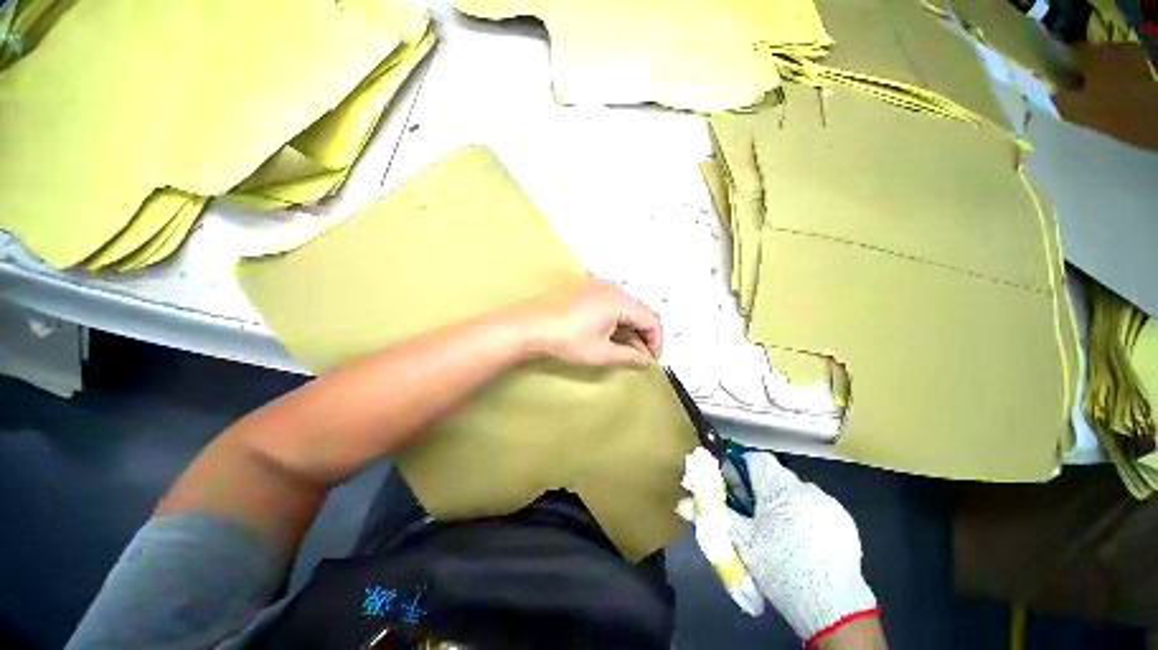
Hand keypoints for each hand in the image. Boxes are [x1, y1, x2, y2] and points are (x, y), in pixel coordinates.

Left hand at [523, 277, 662, 367]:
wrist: (530, 328)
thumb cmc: (565, 339)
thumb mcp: (602, 353)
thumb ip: (629, 357)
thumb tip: (644, 360)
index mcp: (619, 300)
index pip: (651, 319)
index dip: (656, 341)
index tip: (651, 358)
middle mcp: (610, 287)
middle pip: (638, 311)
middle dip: (642, 334)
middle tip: (637, 355)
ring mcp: (595, 286)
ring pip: (624, 307)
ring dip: (628, 327)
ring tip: (620, 347)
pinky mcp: (584, 289)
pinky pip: (609, 303)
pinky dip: (614, 319)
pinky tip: (606, 334)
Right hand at [727, 452, 879, 644]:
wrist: (834, 608)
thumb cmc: (781, 568)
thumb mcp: (743, 542)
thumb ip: (715, 515)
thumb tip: (682, 503)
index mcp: (780, 488)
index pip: (755, 458)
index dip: (740, 469)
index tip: (733, 490)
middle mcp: (806, 487)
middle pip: (773, 475)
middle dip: (759, 490)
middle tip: (751, 516)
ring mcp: (829, 504)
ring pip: (793, 491)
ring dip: (781, 502)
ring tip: (776, 532)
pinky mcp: (844, 521)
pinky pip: (814, 506)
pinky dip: (802, 514)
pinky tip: (801, 540)